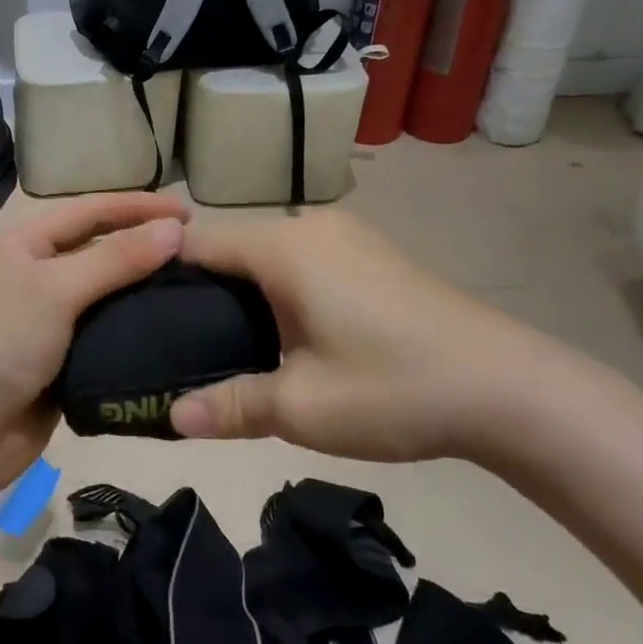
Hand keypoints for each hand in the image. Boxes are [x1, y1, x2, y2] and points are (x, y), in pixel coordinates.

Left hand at [0, 193, 187, 500]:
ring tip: (195, 287)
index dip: (138, 207)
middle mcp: (38, 274)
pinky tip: (171, 328)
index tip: (188, 210)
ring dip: (144, 288)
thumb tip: (175, 229)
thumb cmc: (2, 343)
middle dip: (144, 245)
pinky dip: (136, 327)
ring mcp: (51, 319)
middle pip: (100, 249)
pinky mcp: (65, 358)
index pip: (90, 211)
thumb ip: (116, 259)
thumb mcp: (57, 290)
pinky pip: (107, 332)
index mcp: (26, 244)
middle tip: (198, 250)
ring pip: (107, 293)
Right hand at [169, 210, 545, 462]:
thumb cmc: (394, 387)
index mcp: (284, 247)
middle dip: (201, 288)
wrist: (510, 389)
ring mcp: (347, 236)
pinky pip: (303, 261)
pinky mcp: (373, 254)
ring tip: (223, 345)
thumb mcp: (303, 407)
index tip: (132, 308)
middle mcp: (311, 226)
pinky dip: (280, 289)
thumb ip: (229, 406)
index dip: (158, 269)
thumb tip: (170, 417)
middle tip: (173, 342)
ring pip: (269, 254)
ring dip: (244, 291)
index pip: (198, 240)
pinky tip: (285, 335)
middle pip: (233, 246)